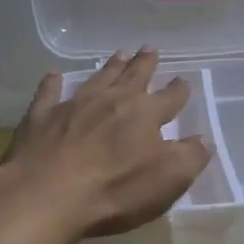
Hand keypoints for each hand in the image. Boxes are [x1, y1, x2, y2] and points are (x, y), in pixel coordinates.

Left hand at [2, 49, 211, 236]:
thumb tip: (203, 140)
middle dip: (144, 64)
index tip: (184, 81)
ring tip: (119, 54)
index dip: (179, 90)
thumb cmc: (115, 190)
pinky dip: (52, 84)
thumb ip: (191, 156)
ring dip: (110, 67)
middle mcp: (112, 101)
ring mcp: (74, 106)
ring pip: (97, 79)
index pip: (169, 98)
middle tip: (150, 49)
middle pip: (133, 77)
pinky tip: (53, 75)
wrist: (46, 195)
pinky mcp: (40, 118)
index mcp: (145, 115)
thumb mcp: (169, 179)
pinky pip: (48, 93)